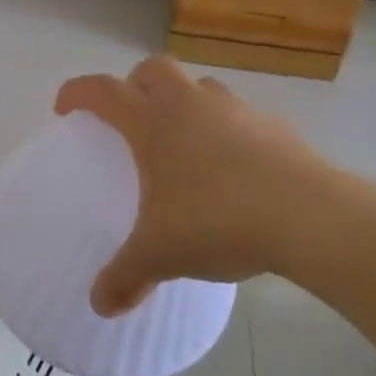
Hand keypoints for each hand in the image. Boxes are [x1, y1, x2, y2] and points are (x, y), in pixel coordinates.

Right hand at [56, 56, 346, 316]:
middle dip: (134, 84)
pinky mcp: (274, 127)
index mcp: (152, 122)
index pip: (102, 90)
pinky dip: (226, 130)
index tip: (65, 108)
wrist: (310, 217)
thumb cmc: (218, 221)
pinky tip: (232, 169)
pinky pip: (239, 116)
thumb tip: (100, 305)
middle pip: (152, 69)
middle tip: (130, 117)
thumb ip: (126, 276)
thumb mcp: (161, 254)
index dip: (78, 93)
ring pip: (199, 87)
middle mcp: (189, 104)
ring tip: (184, 142)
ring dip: (184, 102)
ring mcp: (235, 110)